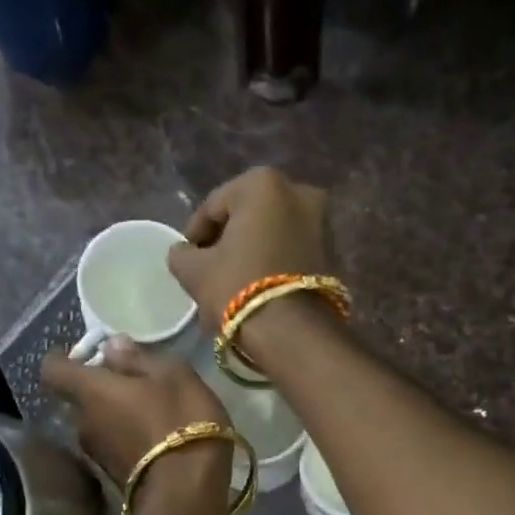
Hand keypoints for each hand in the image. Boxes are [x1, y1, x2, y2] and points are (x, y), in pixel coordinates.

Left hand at [41, 339, 230, 494]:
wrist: (187, 491)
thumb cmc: (181, 421)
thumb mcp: (172, 376)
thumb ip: (138, 359)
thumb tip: (112, 345)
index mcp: (91, 391)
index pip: (53, 369)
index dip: (63, 358)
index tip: (86, 354)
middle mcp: (83, 423)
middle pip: (80, 398)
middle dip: (102, 389)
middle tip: (135, 382)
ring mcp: (97, 454)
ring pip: (98, 423)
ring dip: (117, 415)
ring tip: (151, 411)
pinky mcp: (113, 476)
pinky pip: (114, 445)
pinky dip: (127, 437)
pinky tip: (156, 436)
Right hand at [167, 168, 332, 336]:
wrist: (293, 332)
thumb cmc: (238, 288)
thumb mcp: (194, 271)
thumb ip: (181, 254)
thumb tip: (185, 252)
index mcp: (262, 183)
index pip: (213, 207)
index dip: (194, 235)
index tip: (186, 261)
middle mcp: (299, 192)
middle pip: (246, 219)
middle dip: (226, 244)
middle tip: (209, 274)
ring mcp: (322, 222)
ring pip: (271, 237)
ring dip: (250, 256)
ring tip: (232, 288)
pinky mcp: (333, 254)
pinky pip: (290, 254)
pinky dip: (272, 267)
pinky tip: (257, 293)